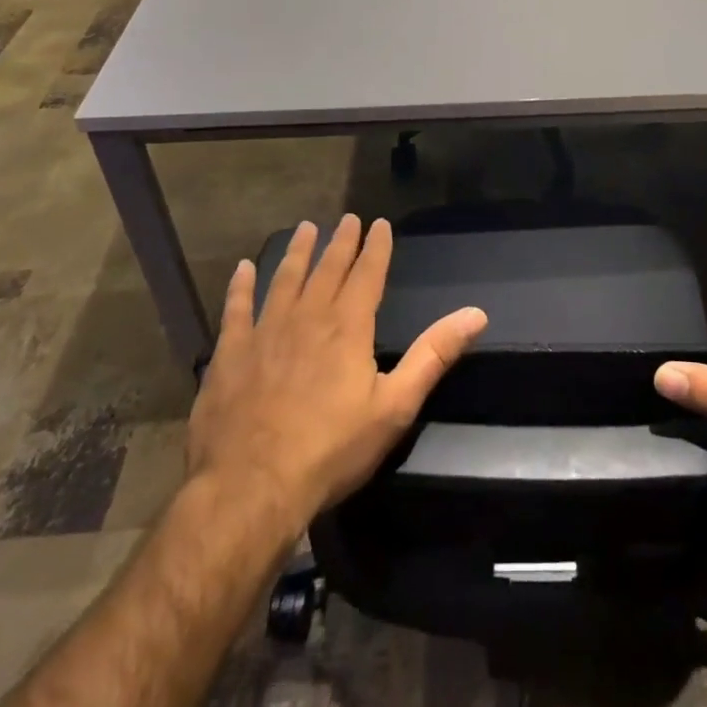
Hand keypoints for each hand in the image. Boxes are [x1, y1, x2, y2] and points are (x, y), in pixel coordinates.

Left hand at [187, 215, 486, 532]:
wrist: (251, 488)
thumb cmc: (331, 450)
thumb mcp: (395, 407)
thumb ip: (434, 355)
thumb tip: (476, 314)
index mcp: (348, 326)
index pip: (367, 273)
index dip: (376, 246)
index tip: (379, 223)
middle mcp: (308, 317)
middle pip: (328, 269)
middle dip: (340, 242)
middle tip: (347, 218)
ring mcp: (265, 332)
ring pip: (285, 279)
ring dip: (297, 252)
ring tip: (305, 228)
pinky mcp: (230, 354)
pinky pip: (236, 309)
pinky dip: (241, 287)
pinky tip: (243, 269)